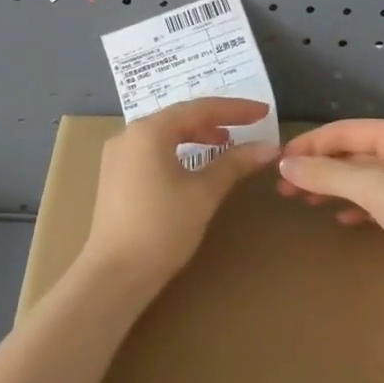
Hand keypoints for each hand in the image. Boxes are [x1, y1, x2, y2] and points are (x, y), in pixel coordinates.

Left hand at [79, 98, 280, 294]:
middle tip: (247, 127)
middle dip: (215, 120)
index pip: (199, 108)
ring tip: (224, 144)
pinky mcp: (115, 175)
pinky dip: (177, 150)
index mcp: (149, 130)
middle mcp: (129, 134)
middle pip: (179, 117)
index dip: (234, 109)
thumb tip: (268, 147)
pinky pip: (152, 150)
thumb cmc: (162, 228)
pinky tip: (193, 165)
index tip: (262, 111)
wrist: (115, 274)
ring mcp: (118, 155)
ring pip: (164, 134)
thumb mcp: (203, 193)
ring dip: (196, 136)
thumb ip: (234, 163)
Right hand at [278, 119, 383, 314]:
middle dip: (318, 168)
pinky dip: (356, 207)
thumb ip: (325, 173)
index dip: (309, 144)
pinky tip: (342, 220)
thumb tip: (284, 165)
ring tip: (306, 201)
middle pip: (353, 154)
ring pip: (364, 179)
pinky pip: (378, 202)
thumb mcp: (370, 186)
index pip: (344, 131)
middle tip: (285, 188)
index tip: (278, 163)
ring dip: (334, 187)